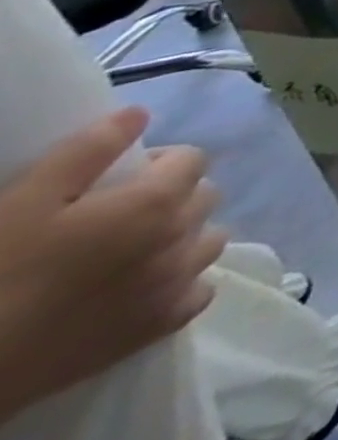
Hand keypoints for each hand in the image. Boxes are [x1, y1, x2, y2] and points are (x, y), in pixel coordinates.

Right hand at [0, 108, 226, 425]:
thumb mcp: (26, 199)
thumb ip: (89, 149)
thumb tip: (138, 113)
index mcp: (158, 202)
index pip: (193, 159)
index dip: (160, 162)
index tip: (120, 178)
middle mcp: (182, 237)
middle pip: (204, 197)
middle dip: (174, 195)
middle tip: (119, 214)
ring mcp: (176, 284)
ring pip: (210, 240)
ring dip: (184, 236)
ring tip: (133, 249)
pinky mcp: (159, 327)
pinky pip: (199, 292)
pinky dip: (182, 284)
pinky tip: (145, 288)